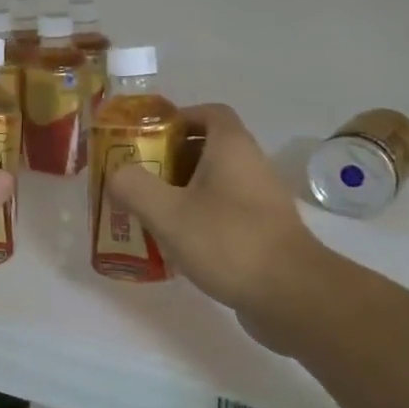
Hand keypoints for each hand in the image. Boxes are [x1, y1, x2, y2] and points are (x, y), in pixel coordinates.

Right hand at [107, 104, 330, 341]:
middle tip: (139, 179)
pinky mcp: (264, 232)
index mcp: (232, 147)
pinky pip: (225, 212)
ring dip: (183, 192)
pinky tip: (177, 244)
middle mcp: (251, 165)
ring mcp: (261, 200)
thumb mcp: (168, 212)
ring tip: (149, 212)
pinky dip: (200, 218)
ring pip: (215, 183)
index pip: (208, 113)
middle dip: (171, 159)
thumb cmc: (228, 241)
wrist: (292, 294)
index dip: (177, 119)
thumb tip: (117, 174)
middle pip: (208, 148)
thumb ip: (133, 187)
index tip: (147, 139)